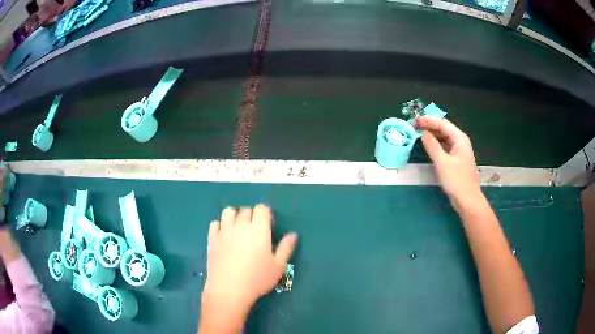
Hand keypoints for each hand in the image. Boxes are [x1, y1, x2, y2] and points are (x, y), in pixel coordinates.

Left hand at [200, 205, 297, 332]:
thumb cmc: (257, 279)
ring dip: (235, 217)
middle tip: (254, 231)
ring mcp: (224, 231)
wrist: (229, 290)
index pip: (262, 209)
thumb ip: (286, 247)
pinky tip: (224, 236)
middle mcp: (240, 226)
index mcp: (259, 230)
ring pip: (229, 212)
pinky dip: (221, 226)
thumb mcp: (278, 266)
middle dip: (252, 216)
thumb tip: (293, 234)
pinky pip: (215, 223)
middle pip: (246, 210)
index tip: (267, 226)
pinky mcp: (212, 238)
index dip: (265, 214)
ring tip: (238, 229)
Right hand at [417, 117, 480, 208]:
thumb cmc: (456, 180)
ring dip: (432, 135)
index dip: (428, 120)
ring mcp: (459, 151)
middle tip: (414, 126)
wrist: (468, 200)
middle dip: (429, 126)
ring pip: (444, 138)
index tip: (414, 120)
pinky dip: (436, 144)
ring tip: (418, 134)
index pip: (442, 123)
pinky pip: (445, 147)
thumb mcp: (442, 162)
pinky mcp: (456, 160)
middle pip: (444, 129)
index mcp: (459, 138)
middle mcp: (460, 141)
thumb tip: (423, 132)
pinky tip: (428, 146)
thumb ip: (432, 145)